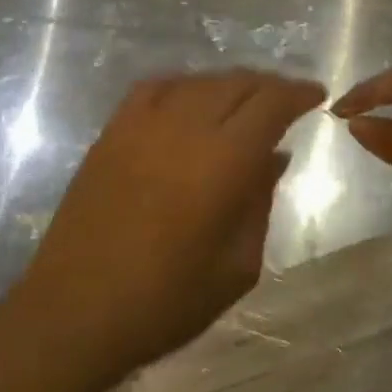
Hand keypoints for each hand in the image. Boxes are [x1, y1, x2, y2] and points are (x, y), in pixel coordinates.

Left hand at [16, 72, 325, 386]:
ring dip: (229, 84)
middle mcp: (186, 126)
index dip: (297, 93)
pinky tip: (189, 100)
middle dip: (268, 86)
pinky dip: (183, 86)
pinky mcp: (113, 130)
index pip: (271, 104)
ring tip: (242, 102)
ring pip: (199, 81)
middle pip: (237, 83)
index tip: (315, 95)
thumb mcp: (237, 266)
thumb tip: (274, 157)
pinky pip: (155, 88)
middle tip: (285, 100)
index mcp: (224, 160)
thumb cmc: (166, 300)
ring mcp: (143, 123)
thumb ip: (260, 202)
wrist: (76, 310)